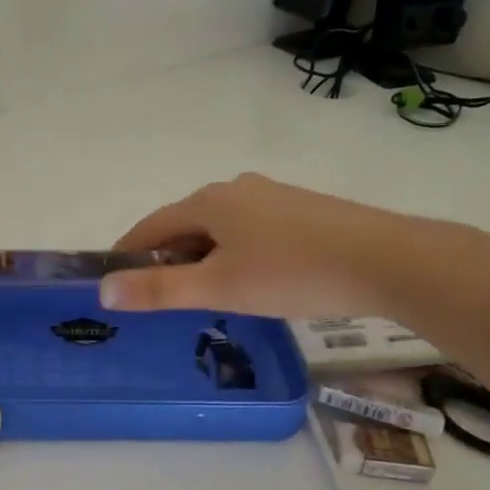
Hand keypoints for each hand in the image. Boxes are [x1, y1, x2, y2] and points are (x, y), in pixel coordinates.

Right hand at [101, 172, 453, 319]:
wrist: (387, 261)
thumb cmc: (292, 273)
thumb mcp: (218, 288)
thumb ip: (158, 290)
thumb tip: (102, 291)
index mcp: (208, 201)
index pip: (150, 227)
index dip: (127, 254)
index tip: (114, 282)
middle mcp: (235, 189)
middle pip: (184, 226)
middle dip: (166, 260)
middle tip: (160, 300)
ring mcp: (271, 196)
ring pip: (218, 229)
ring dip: (201, 259)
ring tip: (205, 296)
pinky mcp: (300, 210)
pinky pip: (248, 231)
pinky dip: (233, 254)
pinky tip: (250, 281)